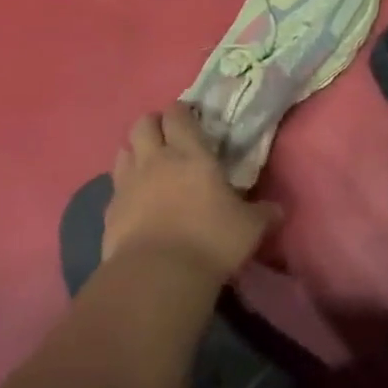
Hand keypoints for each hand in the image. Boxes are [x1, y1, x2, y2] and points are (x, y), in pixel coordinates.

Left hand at [105, 104, 279, 281]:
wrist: (157, 275)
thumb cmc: (210, 241)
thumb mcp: (249, 228)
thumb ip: (263, 214)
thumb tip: (277, 210)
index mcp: (191, 154)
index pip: (178, 115)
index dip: (182, 112)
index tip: (191, 118)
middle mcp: (155, 160)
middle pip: (143, 124)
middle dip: (155, 124)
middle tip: (168, 137)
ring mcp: (127, 183)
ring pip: (123, 150)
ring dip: (135, 151)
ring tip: (149, 166)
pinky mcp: (109, 210)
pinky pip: (115, 186)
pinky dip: (125, 187)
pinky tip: (136, 202)